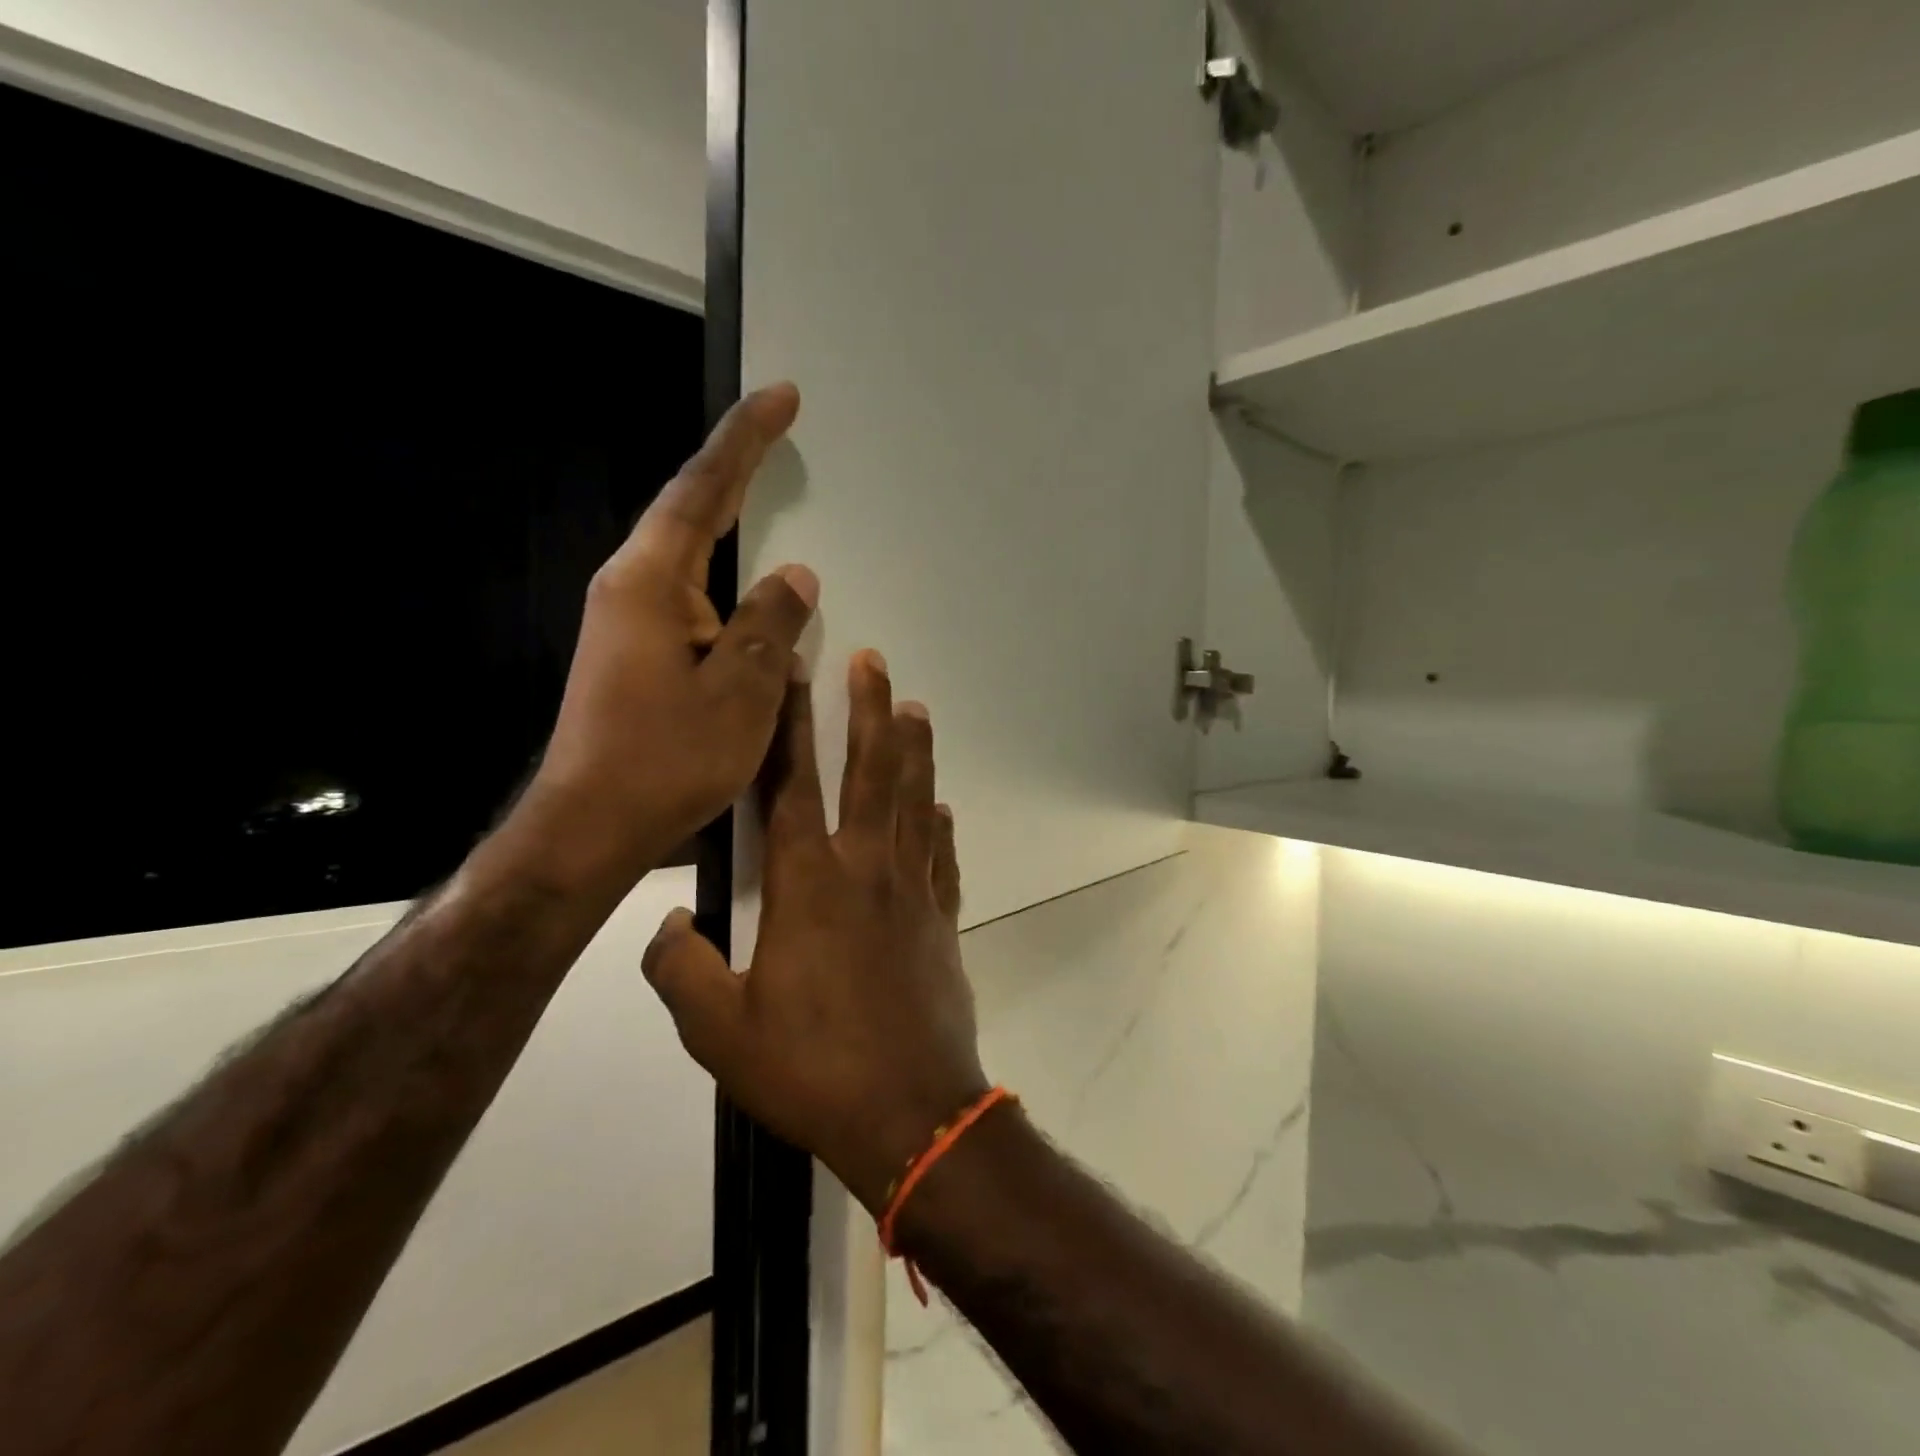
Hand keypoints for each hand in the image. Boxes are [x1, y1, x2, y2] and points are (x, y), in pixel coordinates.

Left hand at [513, 384, 818, 891]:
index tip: (782, 397)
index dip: (745, 441)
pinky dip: (728, 585)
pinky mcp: (635, 655)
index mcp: (650, 583)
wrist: (590, 826)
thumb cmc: (665, 759)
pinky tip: (752, 597)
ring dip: (732, 527)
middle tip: (782, 434)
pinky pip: (693, 600)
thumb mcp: (739, 692)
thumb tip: (795, 577)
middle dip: (737, 471)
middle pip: (689, 512)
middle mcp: (631, 589)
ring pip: (691, 559)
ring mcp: (628, 624)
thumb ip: (769, 625)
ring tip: (773, 501)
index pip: (702, 491)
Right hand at [643, 651, 989, 1212]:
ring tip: (914, 707)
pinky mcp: (942, 921)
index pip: (791, 784)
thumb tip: (663, 923)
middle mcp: (865, 870)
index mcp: (807, 885)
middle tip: (873, 661)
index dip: (789, 725)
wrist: (909, 1114)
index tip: (796, 673)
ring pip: (915, 801)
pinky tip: (941, 806)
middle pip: (870, 772)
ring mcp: (912, 892)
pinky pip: (942, 858)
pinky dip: (941, 826)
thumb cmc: (811, 1070)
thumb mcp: (718, 1031)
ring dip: (914, 750)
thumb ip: (679, 969)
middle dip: (868, 710)